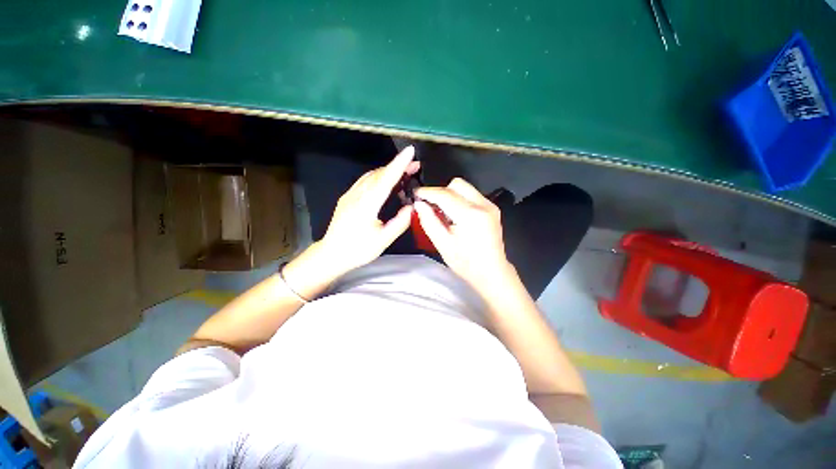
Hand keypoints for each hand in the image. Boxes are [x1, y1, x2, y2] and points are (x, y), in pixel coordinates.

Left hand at [317, 146, 419, 273]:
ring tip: (404, 172)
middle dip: (398, 166)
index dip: (399, 164)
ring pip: (371, 176)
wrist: (332, 254)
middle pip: (379, 174)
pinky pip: (365, 181)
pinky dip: (379, 176)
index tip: (410, 151)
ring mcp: (350, 195)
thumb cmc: (358, 250)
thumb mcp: (383, 240)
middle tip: (415, 165)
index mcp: (366, 205)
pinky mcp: (347, 197)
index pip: (385, 180)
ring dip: (388, 170)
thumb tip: (412, 207)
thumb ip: (399, 223)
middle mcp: (357, 195)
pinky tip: (386, 181)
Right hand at [414, 178, 514, 290]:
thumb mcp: (443, 245)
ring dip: (450, 195)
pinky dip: (459, 200)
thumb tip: (418, 204)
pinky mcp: (492, 208)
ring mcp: (490, 205)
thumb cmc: (466, 263)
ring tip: (443, 212)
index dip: (427, 192)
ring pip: (465, 188)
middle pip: (457, 185)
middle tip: (431, 206)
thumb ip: (429, 221)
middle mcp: (483, 205)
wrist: (492, 273)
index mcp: (470, 215)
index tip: (415, 194)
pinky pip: (471, 195)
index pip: (445, 195)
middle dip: (440, 192)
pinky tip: (455, 215)